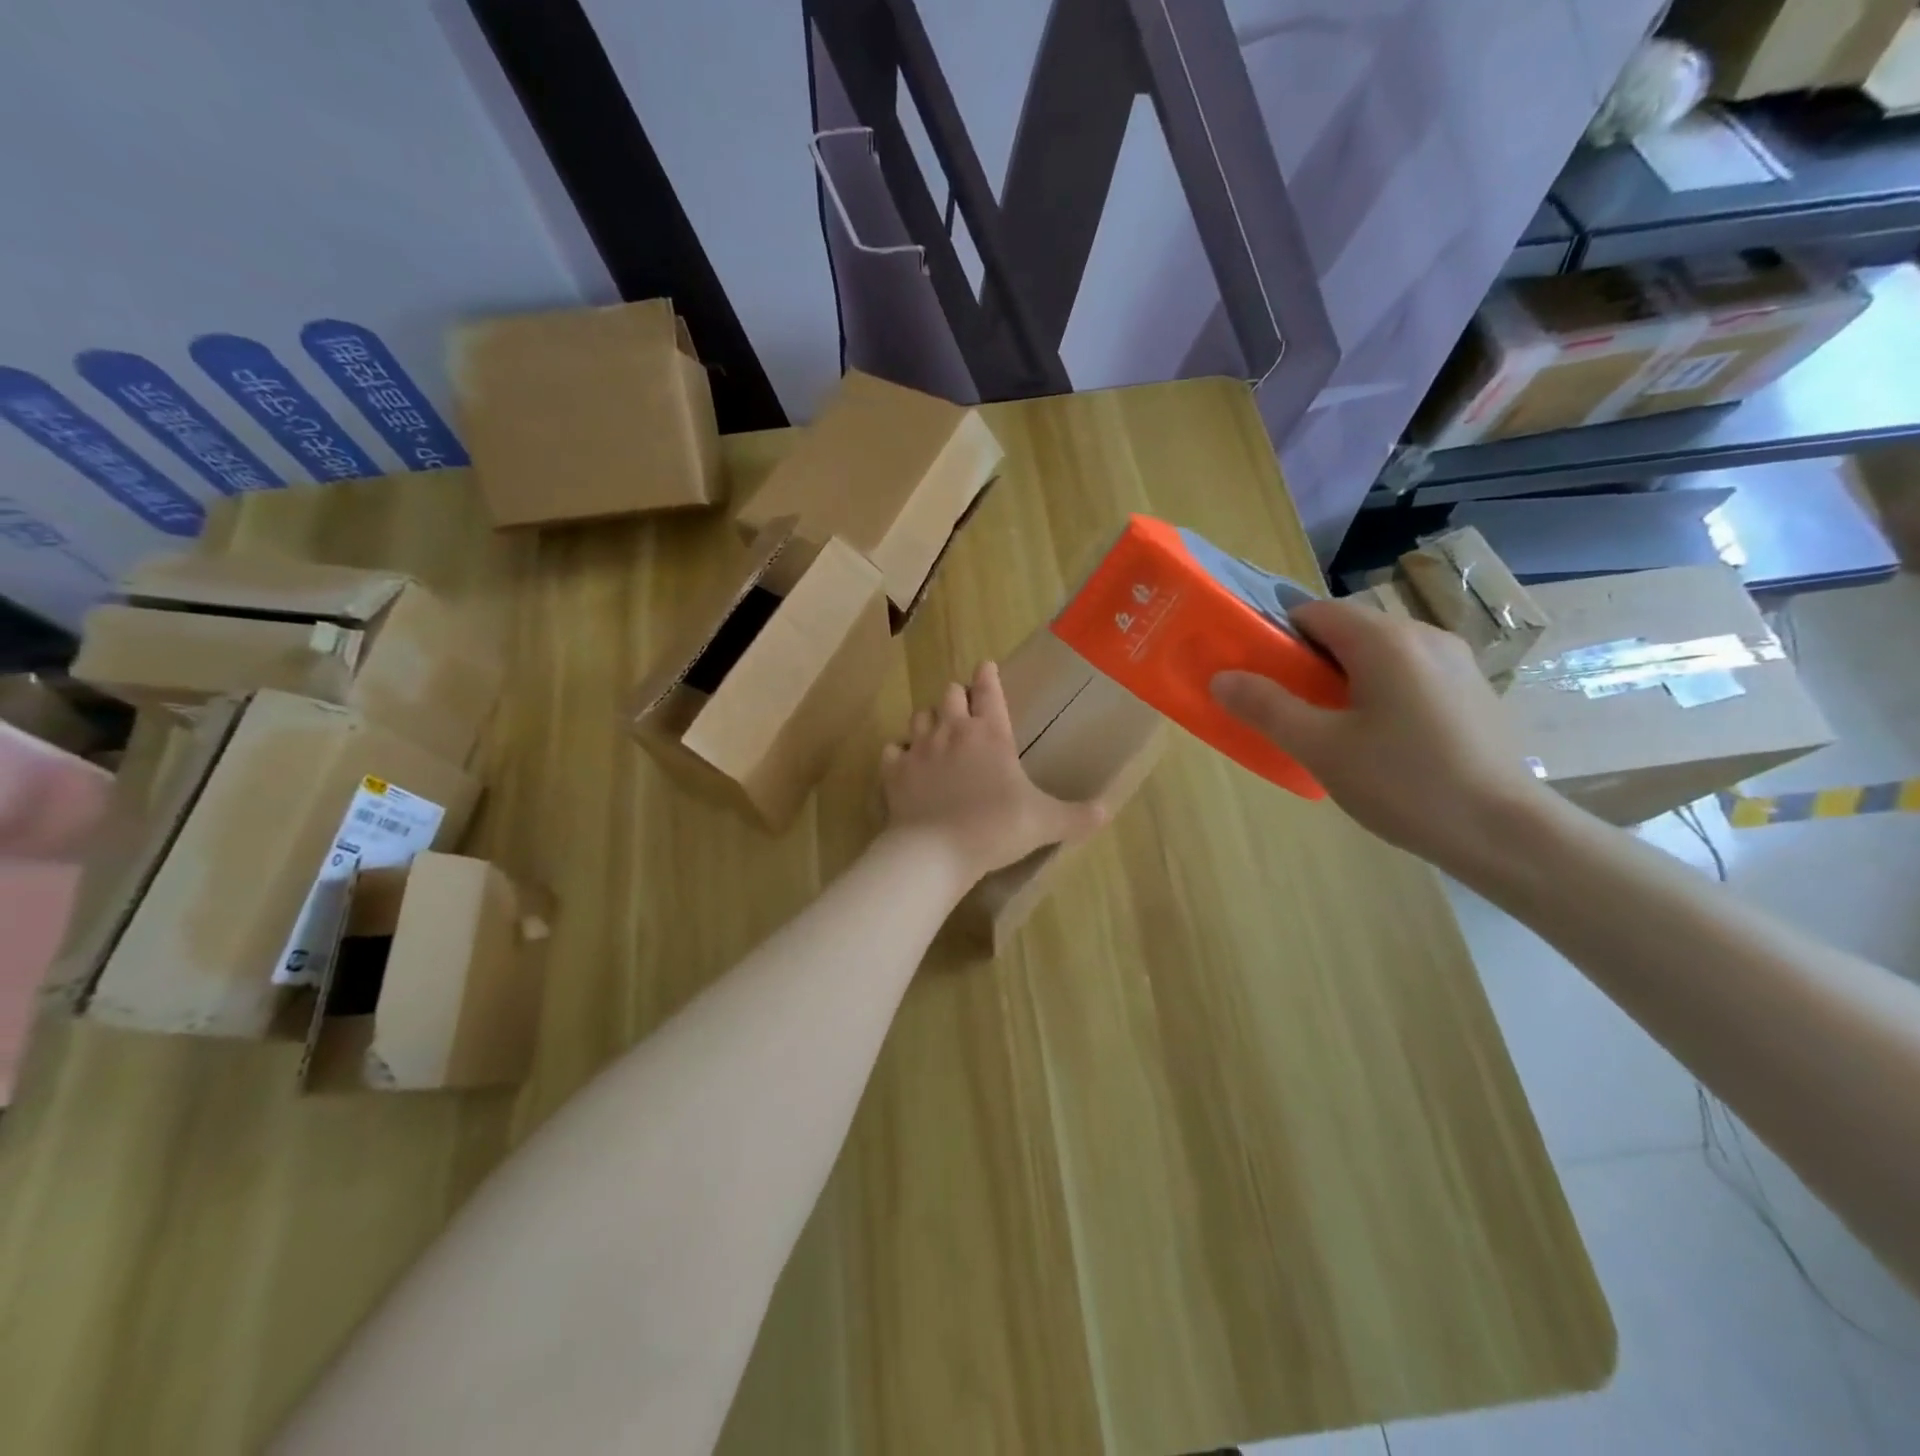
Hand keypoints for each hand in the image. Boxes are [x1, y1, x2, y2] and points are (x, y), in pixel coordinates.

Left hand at [881, 661, 1107, 883]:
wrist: (936, 851)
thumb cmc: (995, 828)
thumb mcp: (1044, 823)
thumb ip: (1076, 816)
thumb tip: (1107, 811)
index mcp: (990, 733)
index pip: (989, 689)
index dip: (988, 675)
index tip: (986, 666)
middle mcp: (952, 730)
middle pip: (950, 694)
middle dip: (957, 697)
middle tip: (965, 709)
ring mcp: (919, 748)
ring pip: (919, 716)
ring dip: (929, 720)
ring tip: (937, 733)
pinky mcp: (894, 770)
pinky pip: (893, 750)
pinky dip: (900, 753)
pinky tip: (907, 763)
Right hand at [1210, 600, 1554, 870]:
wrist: (1506, 833)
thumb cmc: (1404, 783)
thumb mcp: (1320, 748)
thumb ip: (1266, 707)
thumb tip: (1221, 678)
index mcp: (1385, 640)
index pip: (1313, 612)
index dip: (1277, 638)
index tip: (1259, 677)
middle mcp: (1423, 637)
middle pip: (1347, 632)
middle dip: (1308, 663)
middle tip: (1287, 710)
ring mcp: (1455, 664)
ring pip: (1378, 656)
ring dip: (1343, 680)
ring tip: (1329, 730)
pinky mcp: (1471, 692)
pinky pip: (1408, 676)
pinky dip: (1378, 693)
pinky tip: (1378, 742)